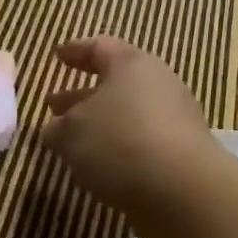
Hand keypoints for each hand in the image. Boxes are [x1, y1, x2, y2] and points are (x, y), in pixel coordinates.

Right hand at [41, 37, 225, 229]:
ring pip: (128, 115)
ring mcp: (176, 119)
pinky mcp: (183, 153)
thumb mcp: (72, 133)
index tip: (57, 56)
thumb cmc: (119, 143)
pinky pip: (143, 142)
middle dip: (82, 97)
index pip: (100, 48)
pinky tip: (101, 167)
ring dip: (99, 126)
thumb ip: (58, 128)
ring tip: (72, 143)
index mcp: (131, 64)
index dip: (75, 51)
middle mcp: (158, 84)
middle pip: (115, 84)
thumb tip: (56, 129)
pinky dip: (120, 148)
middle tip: (53, 106)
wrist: (183, 190)